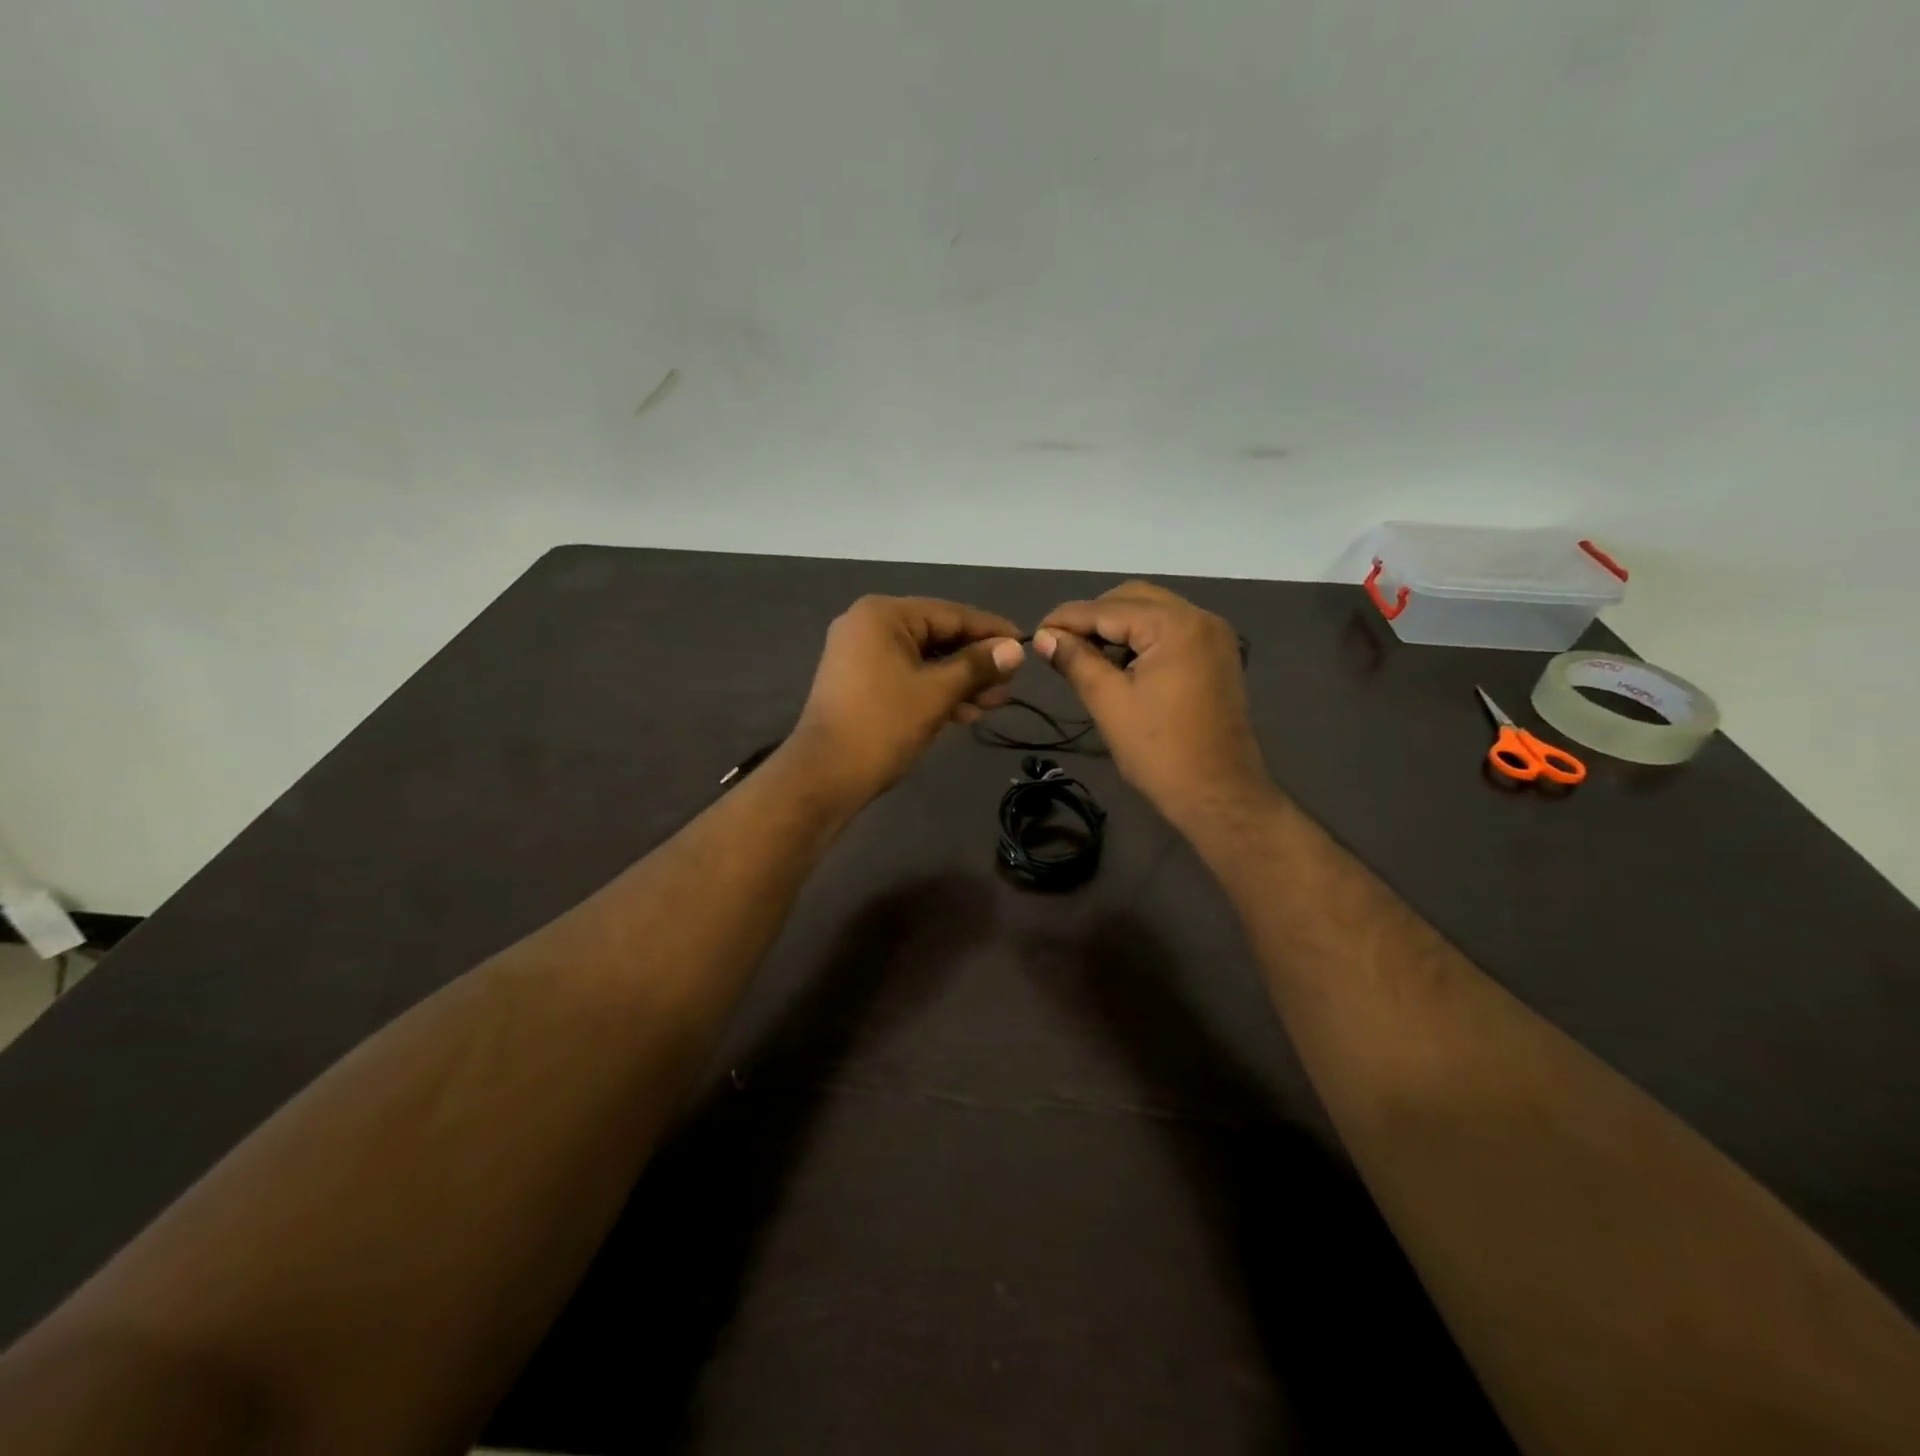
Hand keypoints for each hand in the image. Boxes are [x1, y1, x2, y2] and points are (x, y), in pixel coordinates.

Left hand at [790, 595, 1024, 802]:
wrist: (825, 775)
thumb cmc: (883, 725)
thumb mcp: (937, 693)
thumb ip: (977, 666)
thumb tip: (1016, 649)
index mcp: (883, 615)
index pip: (951, 614)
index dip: (991, 632)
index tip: (1025, 646)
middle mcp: (868, 625)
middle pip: (937, 636)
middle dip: (975, 664)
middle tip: (1008, 688)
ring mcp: (860, 654)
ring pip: (924, 660)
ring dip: (959, 682)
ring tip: (991, 706)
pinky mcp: (859, 682)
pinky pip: (907, 676)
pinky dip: (935, 691)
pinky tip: (964, 713)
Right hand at [1034, 581, 1271, 828]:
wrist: (1219, 795)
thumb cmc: (1159, 751)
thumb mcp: (1108, 702)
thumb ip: (1075, 661)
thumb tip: (1044, 637)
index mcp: (1174, 626)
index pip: (1107, 609)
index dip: (1066, 619)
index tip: (1035, 634)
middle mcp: (1199, 617)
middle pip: (1133, 598)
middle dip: (1094, 617)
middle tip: (1061, 645)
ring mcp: (1213, 636)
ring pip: (1153, 612)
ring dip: (1118, 626)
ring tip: (1086, 655)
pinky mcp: (1217, 656)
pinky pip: (1172, 631)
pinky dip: (1143, 638)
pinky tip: (1120, 663)